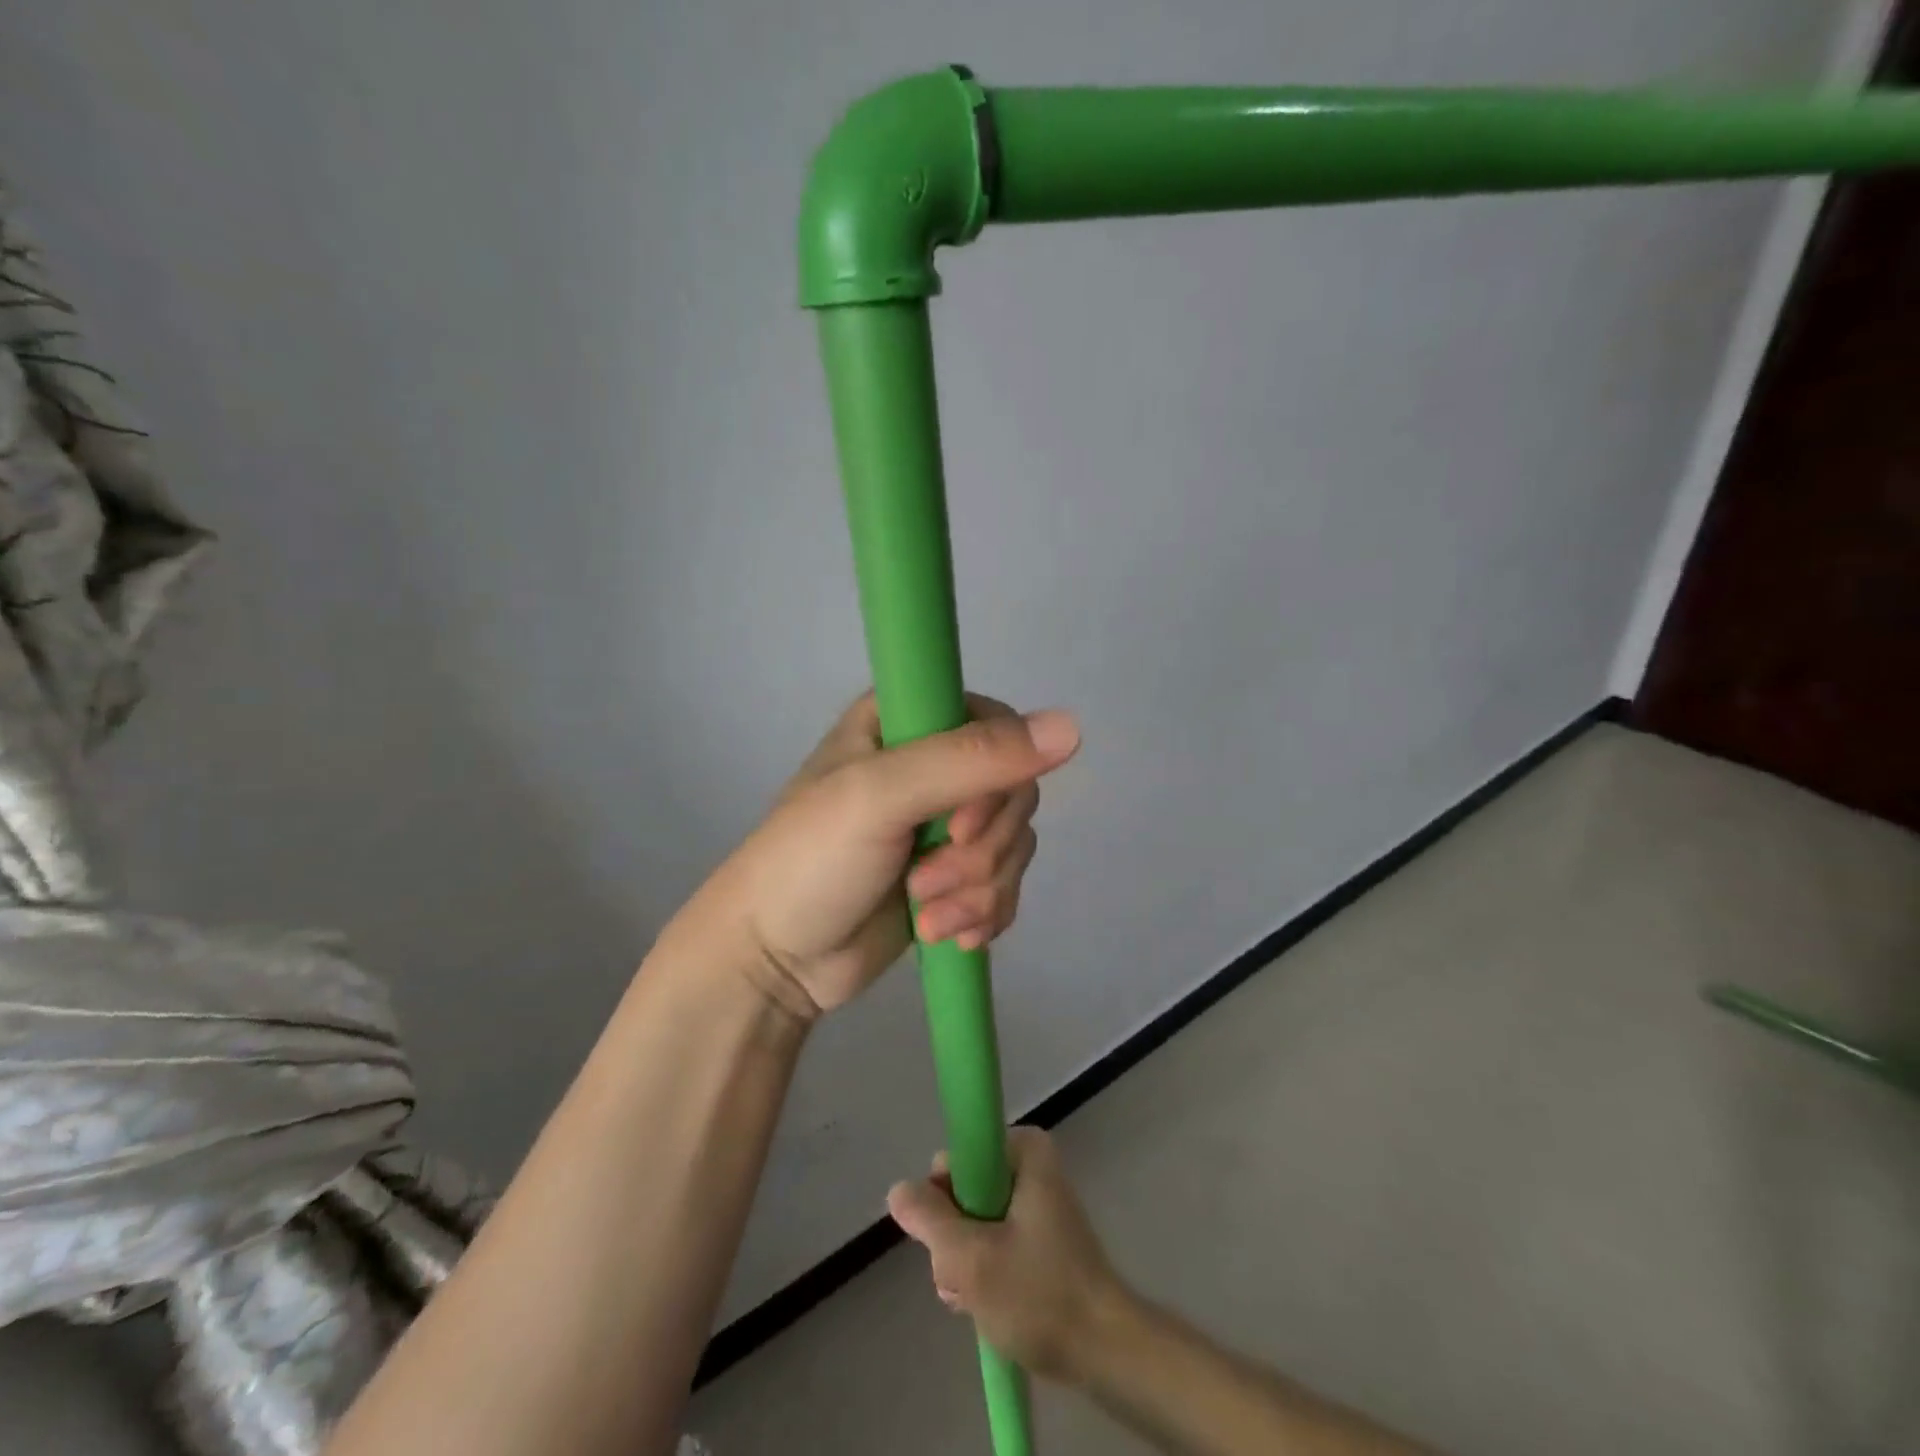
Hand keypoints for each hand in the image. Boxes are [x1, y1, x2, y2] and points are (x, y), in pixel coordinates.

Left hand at [684, 693, 1078, 1021]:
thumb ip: (971, 759)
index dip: (997, 777)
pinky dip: (984, 914)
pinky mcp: (953, 876)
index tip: (962, 825)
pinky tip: (946, 935)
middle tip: (923, 880)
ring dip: (976, 891)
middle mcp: (931, 765)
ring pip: (1015, 844)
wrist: (774, 961)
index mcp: (905, 722)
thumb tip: (1071, 728)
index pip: (996, 724)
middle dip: (979, 852)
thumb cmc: (810, 862)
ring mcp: (944, 825)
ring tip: (923, 915)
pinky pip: (1007, 884)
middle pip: (1014, 792)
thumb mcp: (881, 797)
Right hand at [888, 1128, 1125, 1380]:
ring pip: (974, 1220)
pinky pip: (993, 1239)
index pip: (956, 1158)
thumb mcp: (970, 1258)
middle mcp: (1030, 1164)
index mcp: (1023, 1150)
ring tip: (976, 1298)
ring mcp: (1036, 1201)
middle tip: (966, 1276)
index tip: (954, 1239)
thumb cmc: (1040, 1295)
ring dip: (965, 1261)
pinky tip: (985, 1303)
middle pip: (962, 1191)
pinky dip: (983, 1270)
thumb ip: (928, 1219)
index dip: (944, 1199)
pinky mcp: (1040, 1235)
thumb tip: (898, 1189)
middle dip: (955, 1238)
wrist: (1105, 1352)